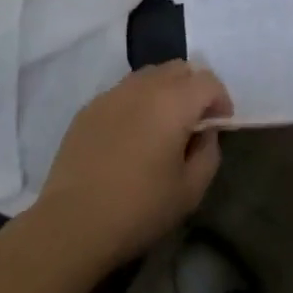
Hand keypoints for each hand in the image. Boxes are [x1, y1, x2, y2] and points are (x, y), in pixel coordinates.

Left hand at [34, 61, 232, 269]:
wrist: (72, 223)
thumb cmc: (138, 209)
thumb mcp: (190, 191)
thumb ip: (209, 153)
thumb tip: (205, 133)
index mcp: (174, 102)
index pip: (208, 81)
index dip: (221, 99)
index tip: (220, 124)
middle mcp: (145, 87)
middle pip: (180, 68)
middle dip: (194, 88)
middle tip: (194, 121)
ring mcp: (113, 94)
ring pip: (150, 75)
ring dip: (165, 90)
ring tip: (162, 124)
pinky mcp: (89, 107)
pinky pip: (123, 91)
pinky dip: (137, 102)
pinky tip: (130, 135)